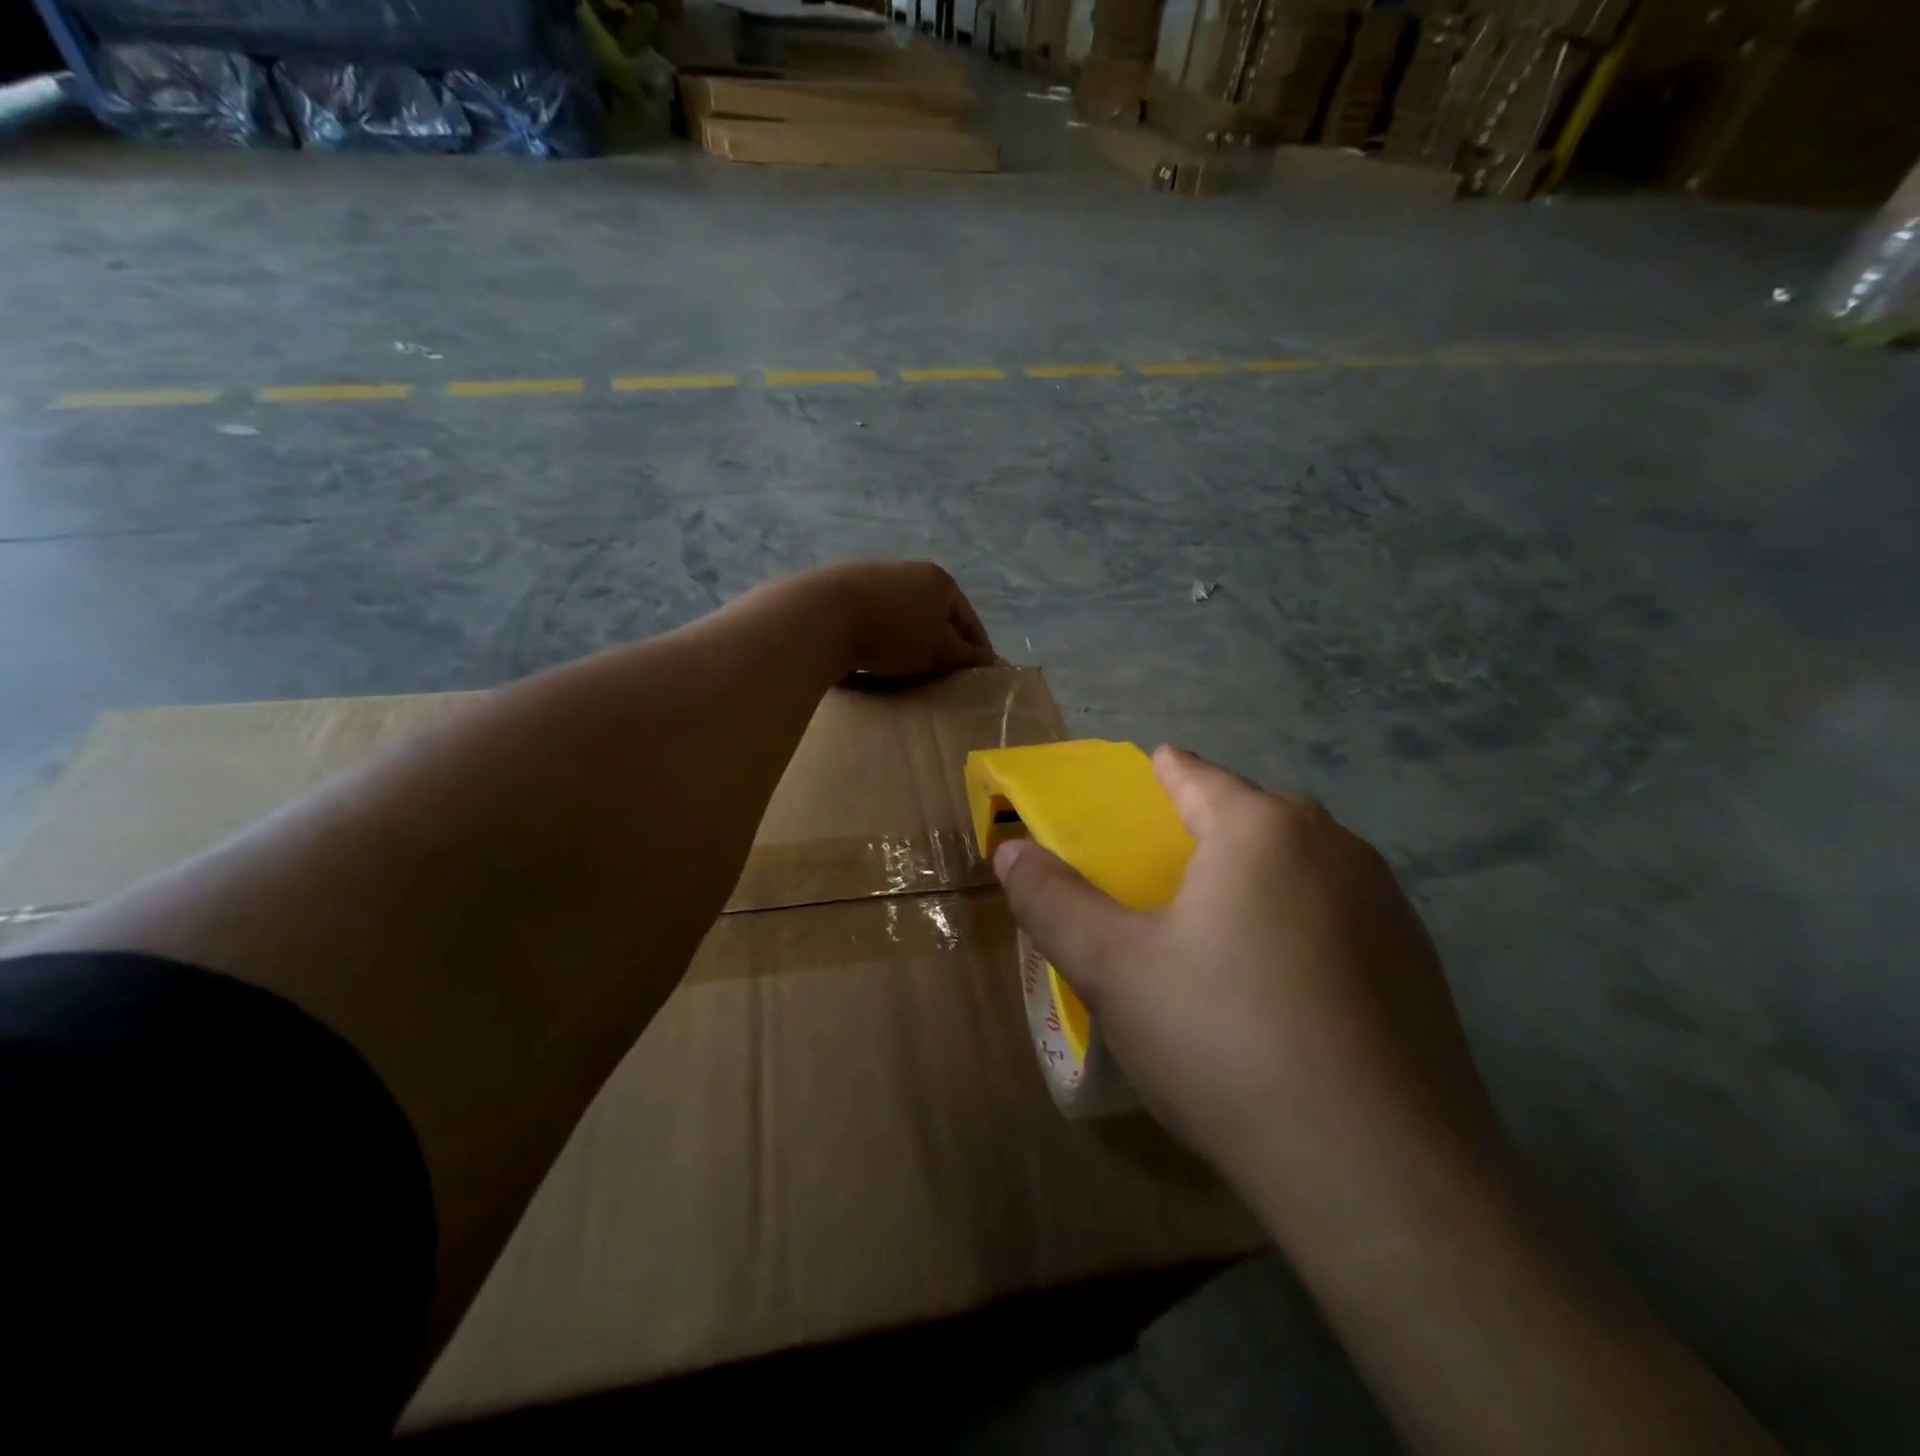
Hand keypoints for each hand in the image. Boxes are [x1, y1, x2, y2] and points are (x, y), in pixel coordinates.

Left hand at [811, 560, 996, 679]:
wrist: (824, 615)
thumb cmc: (895, 633)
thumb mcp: (940, 650)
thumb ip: (968, 656)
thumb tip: (995, 662)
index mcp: (940, 581)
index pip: (969, 620)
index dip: (977, 650)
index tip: (979, 677)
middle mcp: (910, 571)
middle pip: (936, 615)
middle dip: (941, 644)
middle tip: (941, 675)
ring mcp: (875, 577)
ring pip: (904, 616)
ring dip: (910, 641)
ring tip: (906, 669)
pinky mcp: (844, 589)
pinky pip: (875, 619)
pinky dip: (881, 637)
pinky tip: (873, 657)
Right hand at [992, 746, 1503, 1237]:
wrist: (1383, 1176)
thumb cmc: (1227, 1042)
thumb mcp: (1113, 970)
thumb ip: (1053, 900)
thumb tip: (1010, 851)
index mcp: (1261, 828)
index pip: (1193, 774)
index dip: (1155, 778)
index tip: (1131, 798)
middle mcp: (1335, 845)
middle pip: (1247, 817)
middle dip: (1200, 835)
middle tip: (1156, 886)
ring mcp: (1388, 904)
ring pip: (1296, 867)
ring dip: (1251, 881)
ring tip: (1213, 938)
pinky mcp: (1418, 963)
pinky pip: (1335, 916)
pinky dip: (1297, 926)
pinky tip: (1279, 992)